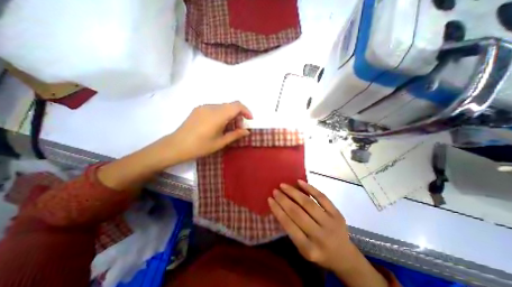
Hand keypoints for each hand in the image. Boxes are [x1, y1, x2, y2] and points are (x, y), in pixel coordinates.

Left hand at [159, 102, 250, 161]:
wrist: (176, 146)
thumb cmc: (200, 146)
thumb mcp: (220, 142)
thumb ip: (235, 134)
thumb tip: (247, 131)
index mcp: (218, 115)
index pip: (237, 105)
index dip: (246, 111)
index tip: (249, 120)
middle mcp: (211, 107)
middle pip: (231, 106)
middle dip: (238, 116)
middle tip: (238, 129)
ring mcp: (203, 107)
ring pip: (223, 107)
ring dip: (230, 115)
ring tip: (227, 129)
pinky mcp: (198, 109)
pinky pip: (215, 109)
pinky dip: (221, 115)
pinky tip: (218, 126)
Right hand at [268, 180, 356, 272]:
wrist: (345, 256)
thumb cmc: (319, 252)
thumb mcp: (303, 249)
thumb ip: (292, 230)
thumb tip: (280, 208)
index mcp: (309, 249)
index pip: (289, 226)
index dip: (278, 211)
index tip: (270, 199)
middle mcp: (320, 236)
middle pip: (298, 213)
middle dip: (283, 200)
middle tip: (275, 190)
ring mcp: (330, 223)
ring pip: (308, 203)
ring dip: (294, 192)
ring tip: (283, 185)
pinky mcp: (337, 214)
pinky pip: (322, 198)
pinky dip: (310, 188)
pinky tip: (299, 182)